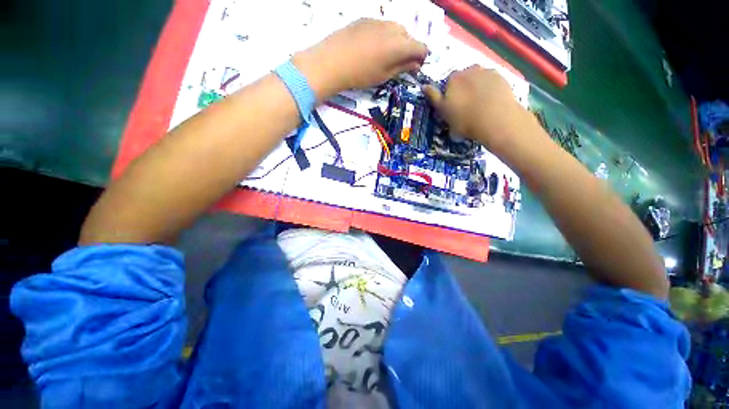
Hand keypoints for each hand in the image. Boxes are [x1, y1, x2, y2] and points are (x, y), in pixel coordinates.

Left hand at [293, 19, 427, 99]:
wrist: (332, 62)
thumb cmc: (360, 74)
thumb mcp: (384, 76)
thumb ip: (402, 68)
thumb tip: (415, 64)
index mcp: (400, 45)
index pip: (421, 47)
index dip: (421, 58)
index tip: (415, 67)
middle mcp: (393, 28)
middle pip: (409, 36)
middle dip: (409, 49)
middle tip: (400, 64)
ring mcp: (378, 21)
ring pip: (396, 29)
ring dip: (397, 41)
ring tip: (385, 56)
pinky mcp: (365, 19)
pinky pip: (382, 26)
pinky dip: (384, 36)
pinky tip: (373, 47)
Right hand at [423, 66, 525, 149]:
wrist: (495, 120)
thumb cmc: (464, 119)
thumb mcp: (443, 112)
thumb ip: (433, 97)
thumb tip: (423, 86)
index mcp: (453, 79)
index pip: (448, 84)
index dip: (449, 95)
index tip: (453, 107)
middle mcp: (469, 70)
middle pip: (464, 79)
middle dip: (464, 89)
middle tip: (467, 106)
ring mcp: (487, 71)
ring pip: (478, 79)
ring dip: (477, 88)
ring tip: (480, 105)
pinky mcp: (501, 77)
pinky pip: (491, 82)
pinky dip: (489, 89)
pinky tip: (491, 101)